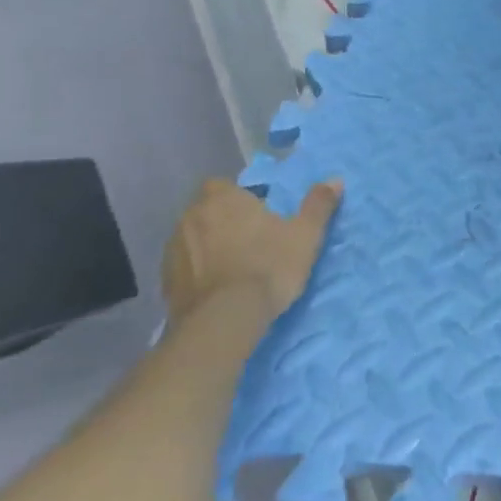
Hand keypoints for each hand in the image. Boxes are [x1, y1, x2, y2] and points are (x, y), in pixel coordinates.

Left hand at [163, 178, 341, 324]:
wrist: (224, 320)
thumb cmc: (268, 266)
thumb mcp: (305, 235)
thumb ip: (318, 205)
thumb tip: (335, 180)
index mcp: (222, 199)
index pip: (221, 185)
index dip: (236, 197)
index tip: (255, 213)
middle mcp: (190, 217)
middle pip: (205, 211)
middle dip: (221, 221)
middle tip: (248, 240)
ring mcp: (173, 251)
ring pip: (191, 239)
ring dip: (207, 247)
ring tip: (232, 267)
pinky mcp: (165, 283)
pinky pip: (183, 268)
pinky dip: (196, 273)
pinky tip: (216, 289)